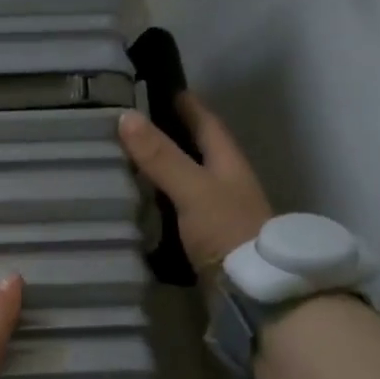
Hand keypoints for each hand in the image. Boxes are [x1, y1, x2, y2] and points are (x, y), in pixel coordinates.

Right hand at [118, 92, 274, 274]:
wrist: (253, 290)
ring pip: (185, 182)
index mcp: (228, 163)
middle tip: (134, 125)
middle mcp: (224, 184)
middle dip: (170, 136)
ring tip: (127, 161)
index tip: (164, 88)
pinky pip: (177, 211)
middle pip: (197, 151)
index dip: (188, 105)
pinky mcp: (205, 240)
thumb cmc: (227, 230)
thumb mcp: (193, 188)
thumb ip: (161, 157)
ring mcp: (216, 213)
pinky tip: (137, 205)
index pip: (207, 123)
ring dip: (161, 171)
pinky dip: (158, 203)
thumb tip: (126, 117)